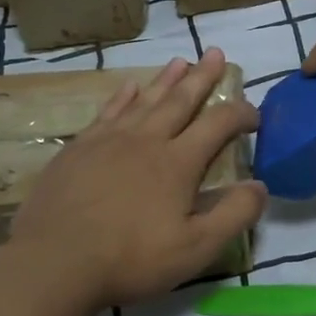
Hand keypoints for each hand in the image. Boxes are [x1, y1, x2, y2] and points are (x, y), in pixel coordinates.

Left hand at [6, 50, 266, 308]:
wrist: (54, 262)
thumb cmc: (130, 258)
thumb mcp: (195, 248)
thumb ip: (233, 215)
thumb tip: (260, 185)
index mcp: (178, 162)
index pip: (218, 124)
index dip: (240, 114)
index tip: (255, 114)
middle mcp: (147, 140)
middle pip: (181, 100)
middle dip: (202, 76)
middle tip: (216, 53)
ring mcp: (109, 140)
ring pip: (145, 99)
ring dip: (166, 79)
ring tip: (180, 60)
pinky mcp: (79, 149)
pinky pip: (107, 112)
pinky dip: (122, 96)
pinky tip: (129, 87)